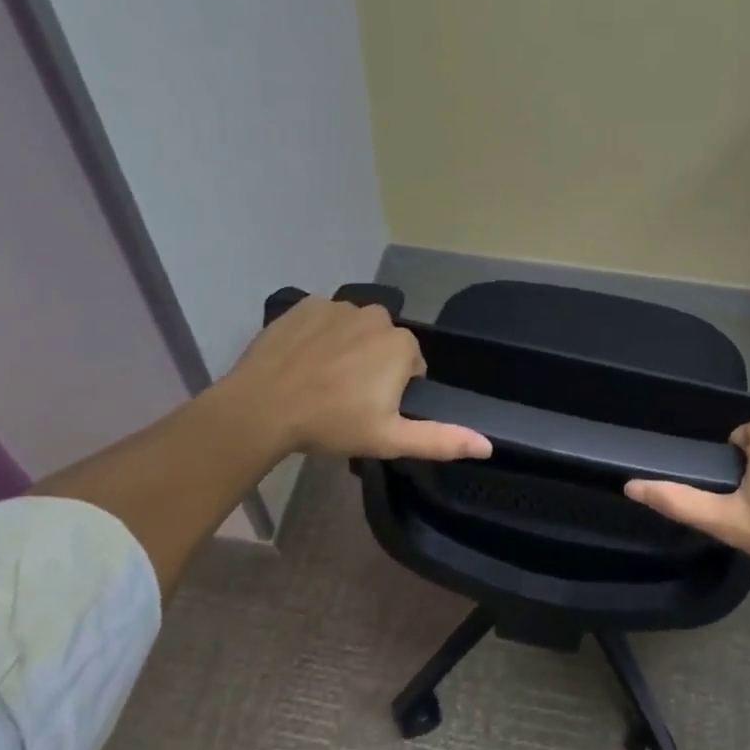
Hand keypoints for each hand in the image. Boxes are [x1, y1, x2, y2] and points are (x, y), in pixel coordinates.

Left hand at [217, 296, 492, 462]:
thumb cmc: (332, 424)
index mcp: (401, 345)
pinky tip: (302, 361)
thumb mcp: (390, 439)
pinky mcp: (305, 304)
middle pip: (384, 344)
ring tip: (321, 381)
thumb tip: (488, 445)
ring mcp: (339, 306)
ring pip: (354, 330)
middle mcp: (377, 315)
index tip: (370, 411)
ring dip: (347, 349)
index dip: (394, 391)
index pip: (411, 366)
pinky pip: (324, 319)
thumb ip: (441, 439)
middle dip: (373, 366)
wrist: (262, 408)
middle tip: (345, 398)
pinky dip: (318, 336)